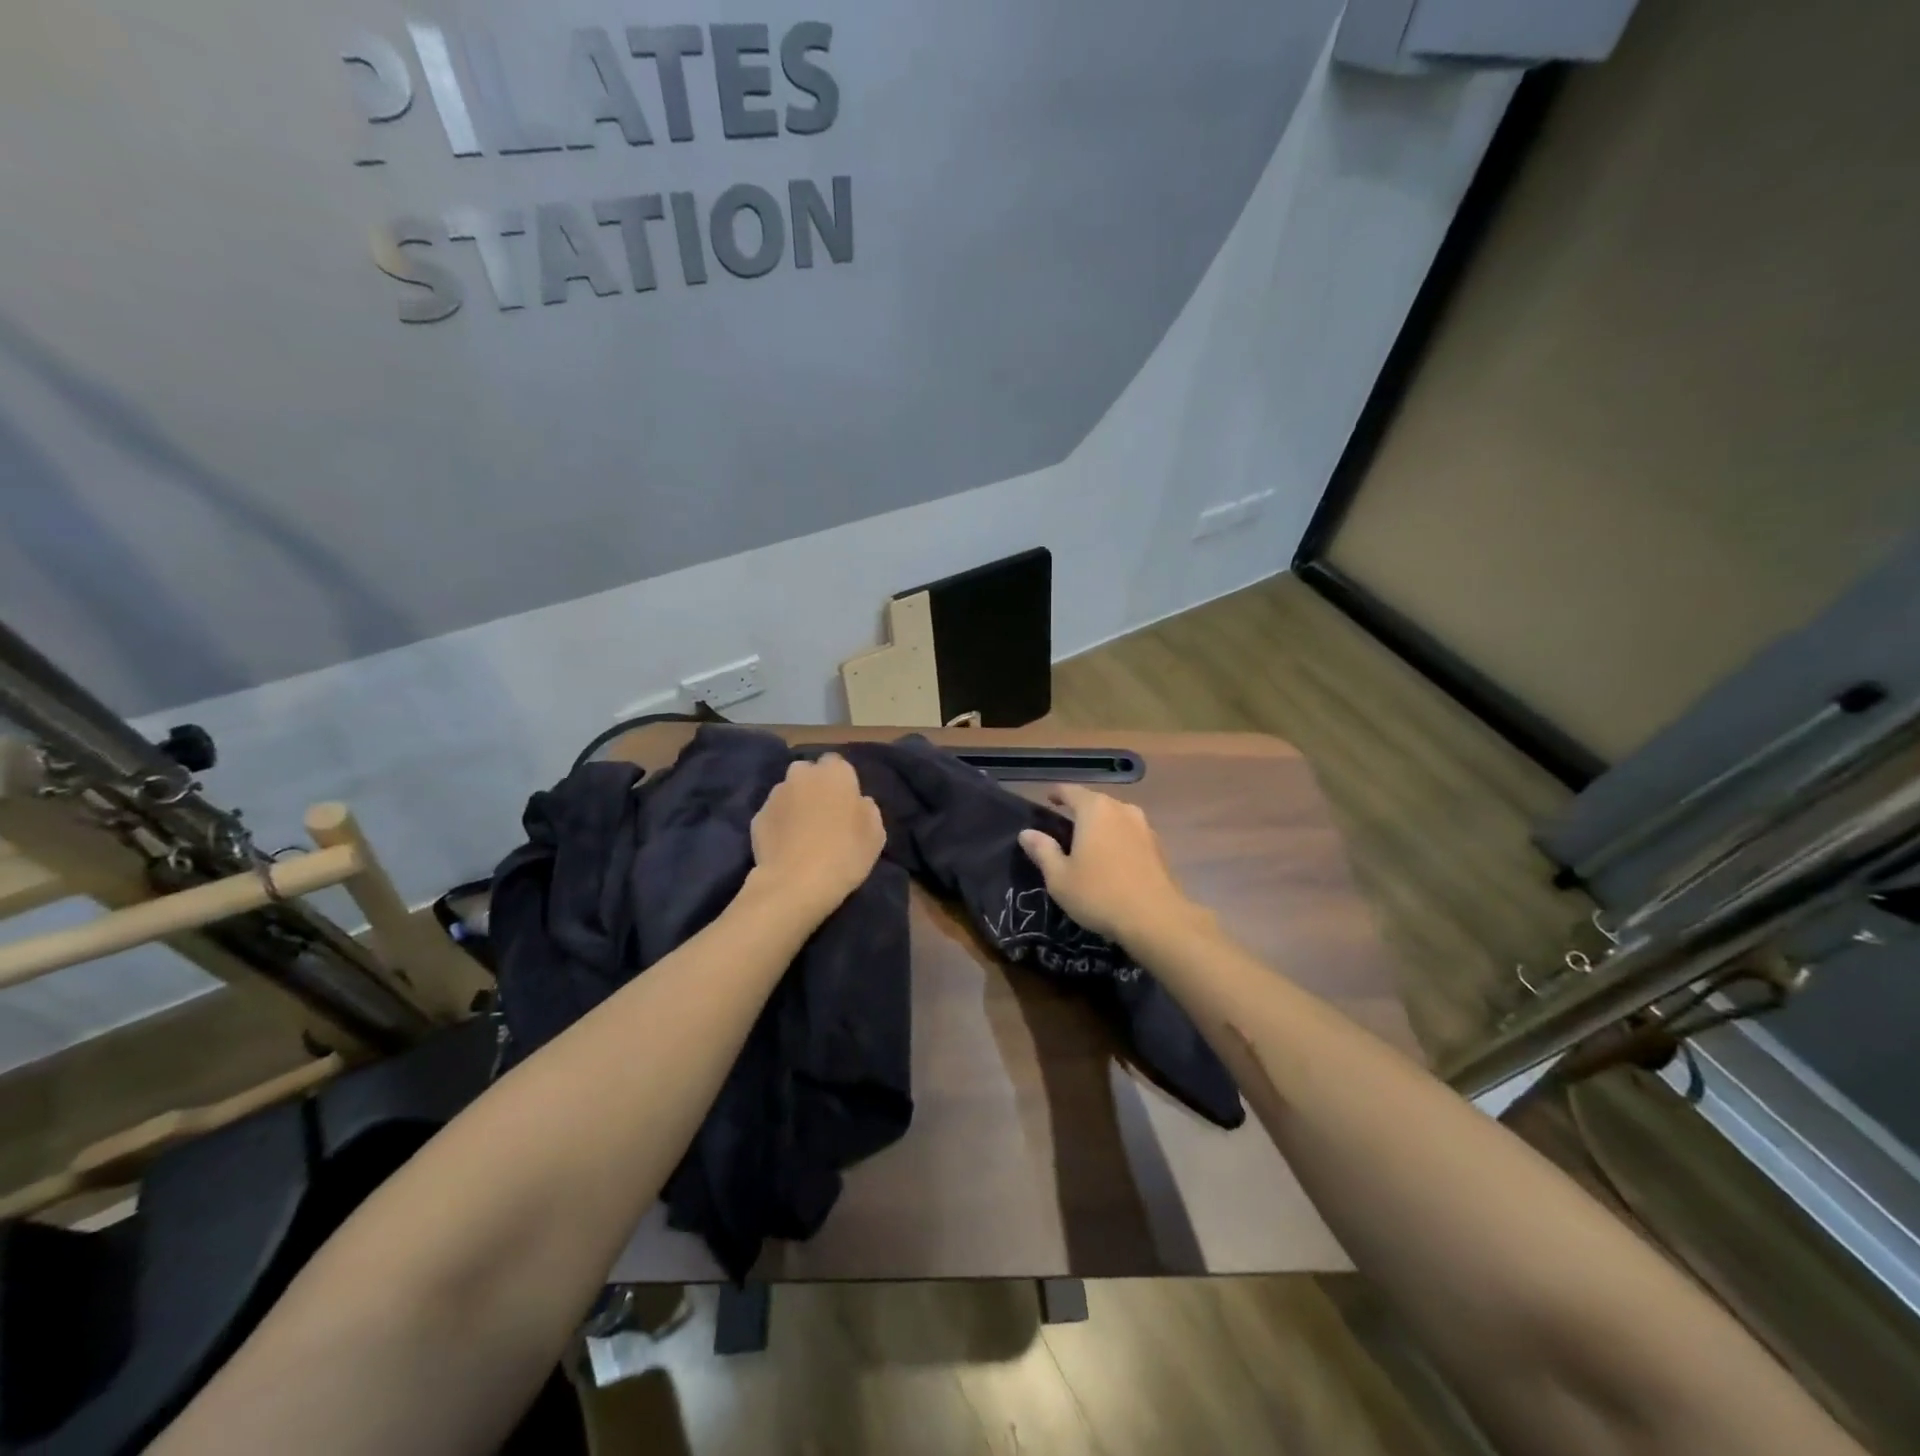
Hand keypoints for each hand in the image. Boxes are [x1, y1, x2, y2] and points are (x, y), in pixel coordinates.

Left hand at [747, 754, 885, 917]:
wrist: (795, 883)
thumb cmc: (845, 854)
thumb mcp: (876, 834)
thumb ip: (867, 809)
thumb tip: (858, 802)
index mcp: (835, 773)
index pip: (837, 763)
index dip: (841, 782)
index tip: (846, 804)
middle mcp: (802, 775)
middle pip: (808, 773)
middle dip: (814, 787)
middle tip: (824, 815)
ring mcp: (776, 795)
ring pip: (788, 792)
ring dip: (796, 804)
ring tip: (803, 833)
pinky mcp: (757, 817)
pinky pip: (774, 815)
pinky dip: (779, 824)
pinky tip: (786, 846)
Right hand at [1018, 787, 1206, 945]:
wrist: (1156, 919)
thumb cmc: (1099, 894)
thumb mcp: (1060, 877)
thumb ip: (1043, 851)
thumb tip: (1027, 833)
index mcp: (1095, 810)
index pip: (1071, 791)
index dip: (1057, 793)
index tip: (1047, 799)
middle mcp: (1122, 810)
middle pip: (1096, 801)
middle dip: (1080, 809)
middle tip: (1065, 826)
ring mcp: (1144, 827)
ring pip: (1116, 817)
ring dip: (1102, 825)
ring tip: (1089, 843)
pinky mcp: (1158, 847)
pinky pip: (1130, 834)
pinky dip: (1118, 839)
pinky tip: (1112, 859)